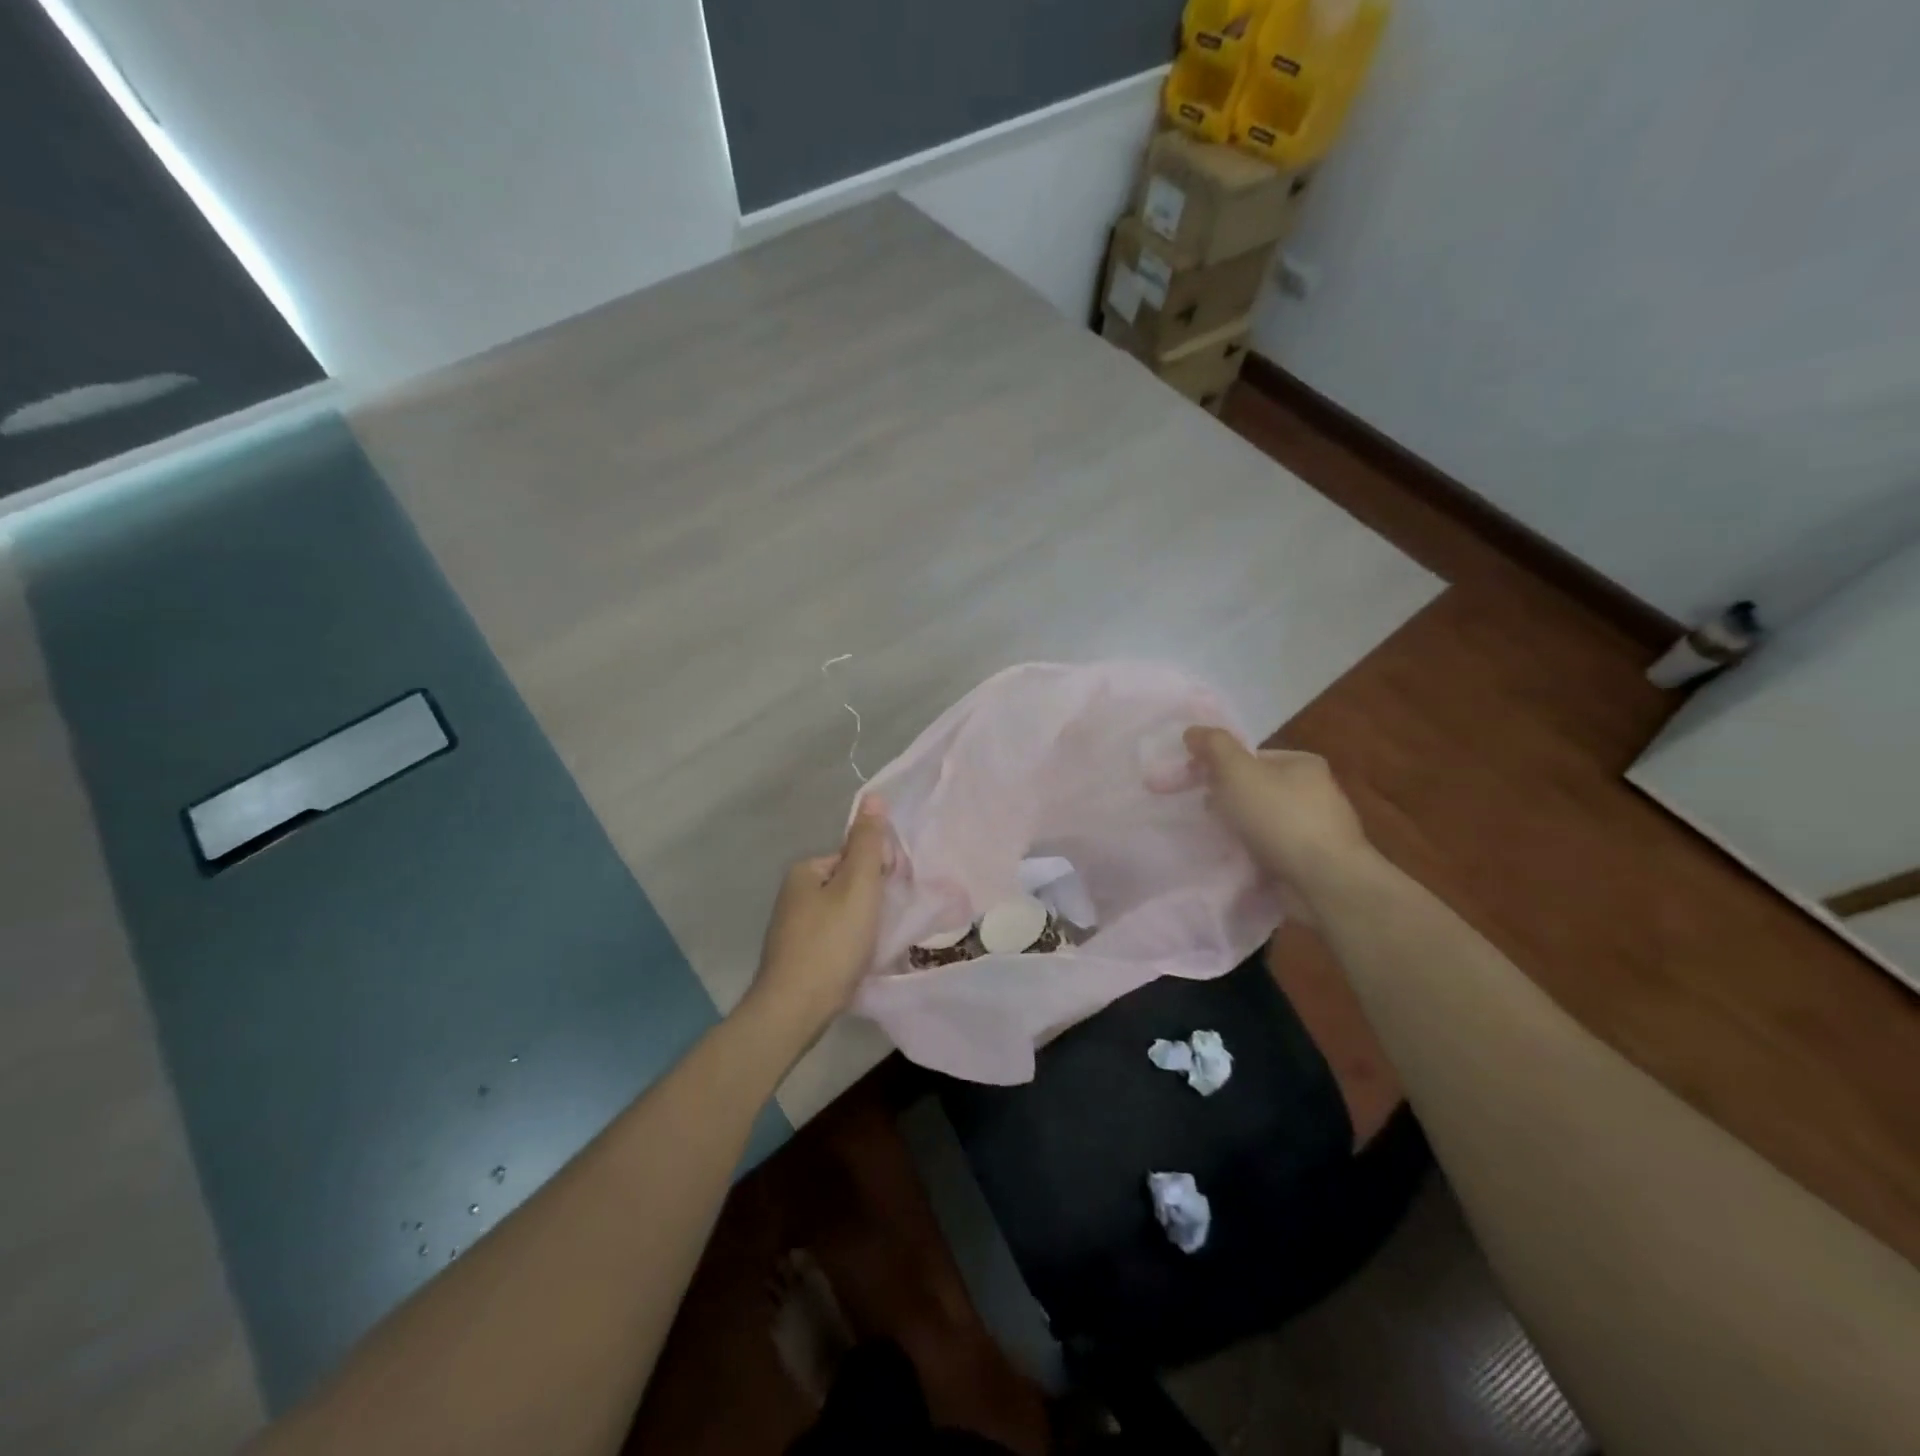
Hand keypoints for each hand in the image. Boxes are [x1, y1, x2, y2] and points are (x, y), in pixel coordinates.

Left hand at [748, 798, 894, 1035]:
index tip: (890, 897)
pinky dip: (848, 945)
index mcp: (805, 871)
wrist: (794, 1010)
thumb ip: (868, 843)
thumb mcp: (858, 886)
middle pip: (847, 885)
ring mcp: (791, 928)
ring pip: (841, 914)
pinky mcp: (796, 957)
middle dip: (871, 900)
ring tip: (873, 945)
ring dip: (862, 924)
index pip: (853, 856)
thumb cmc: (832, 943)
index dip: (878, 872)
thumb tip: (874, 796)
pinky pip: (832, 938)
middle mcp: (793, 894)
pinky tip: (857, 962)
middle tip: (884, 924)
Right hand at [1183, 727, 1374, 914]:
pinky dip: (1252, 854)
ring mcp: (1316, 829)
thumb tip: (1192, 731)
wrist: (1325, 882)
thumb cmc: (1281, 818)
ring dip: (1238, 829)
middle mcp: (1314, 792)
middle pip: (1255, 788)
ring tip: (1216, 840)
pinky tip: (1237, 861)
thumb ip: (1214, 747)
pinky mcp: (1311, 862)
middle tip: (1204, 814)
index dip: (1218, 766)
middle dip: (1227, 799)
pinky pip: (1270, 850)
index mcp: (1302, 764)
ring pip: (1261, 821)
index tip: (1194, 785)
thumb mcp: (1239, 772)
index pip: (1251, 757)